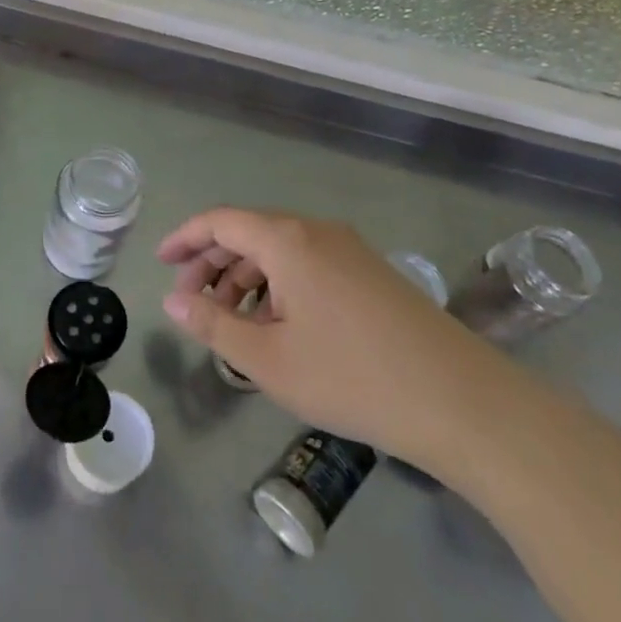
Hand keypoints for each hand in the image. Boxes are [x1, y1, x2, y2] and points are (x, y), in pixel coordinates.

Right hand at [159, 207, 517, 470]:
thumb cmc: (351, 377)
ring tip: (230, 323)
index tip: (161, 262)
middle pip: (249, 232)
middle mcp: (317, 232)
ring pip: (280, 251)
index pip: (221, 220)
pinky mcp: (371, 274)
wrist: (460, 401)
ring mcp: (350, 250)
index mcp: (288, 240)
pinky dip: (278, 286)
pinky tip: (277, 327)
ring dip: (245, 278)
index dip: (185, 237)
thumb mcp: (268, 359)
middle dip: (212, 262)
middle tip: (190, 302)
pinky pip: (307, 265)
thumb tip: (174, 300)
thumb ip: (213, 325)